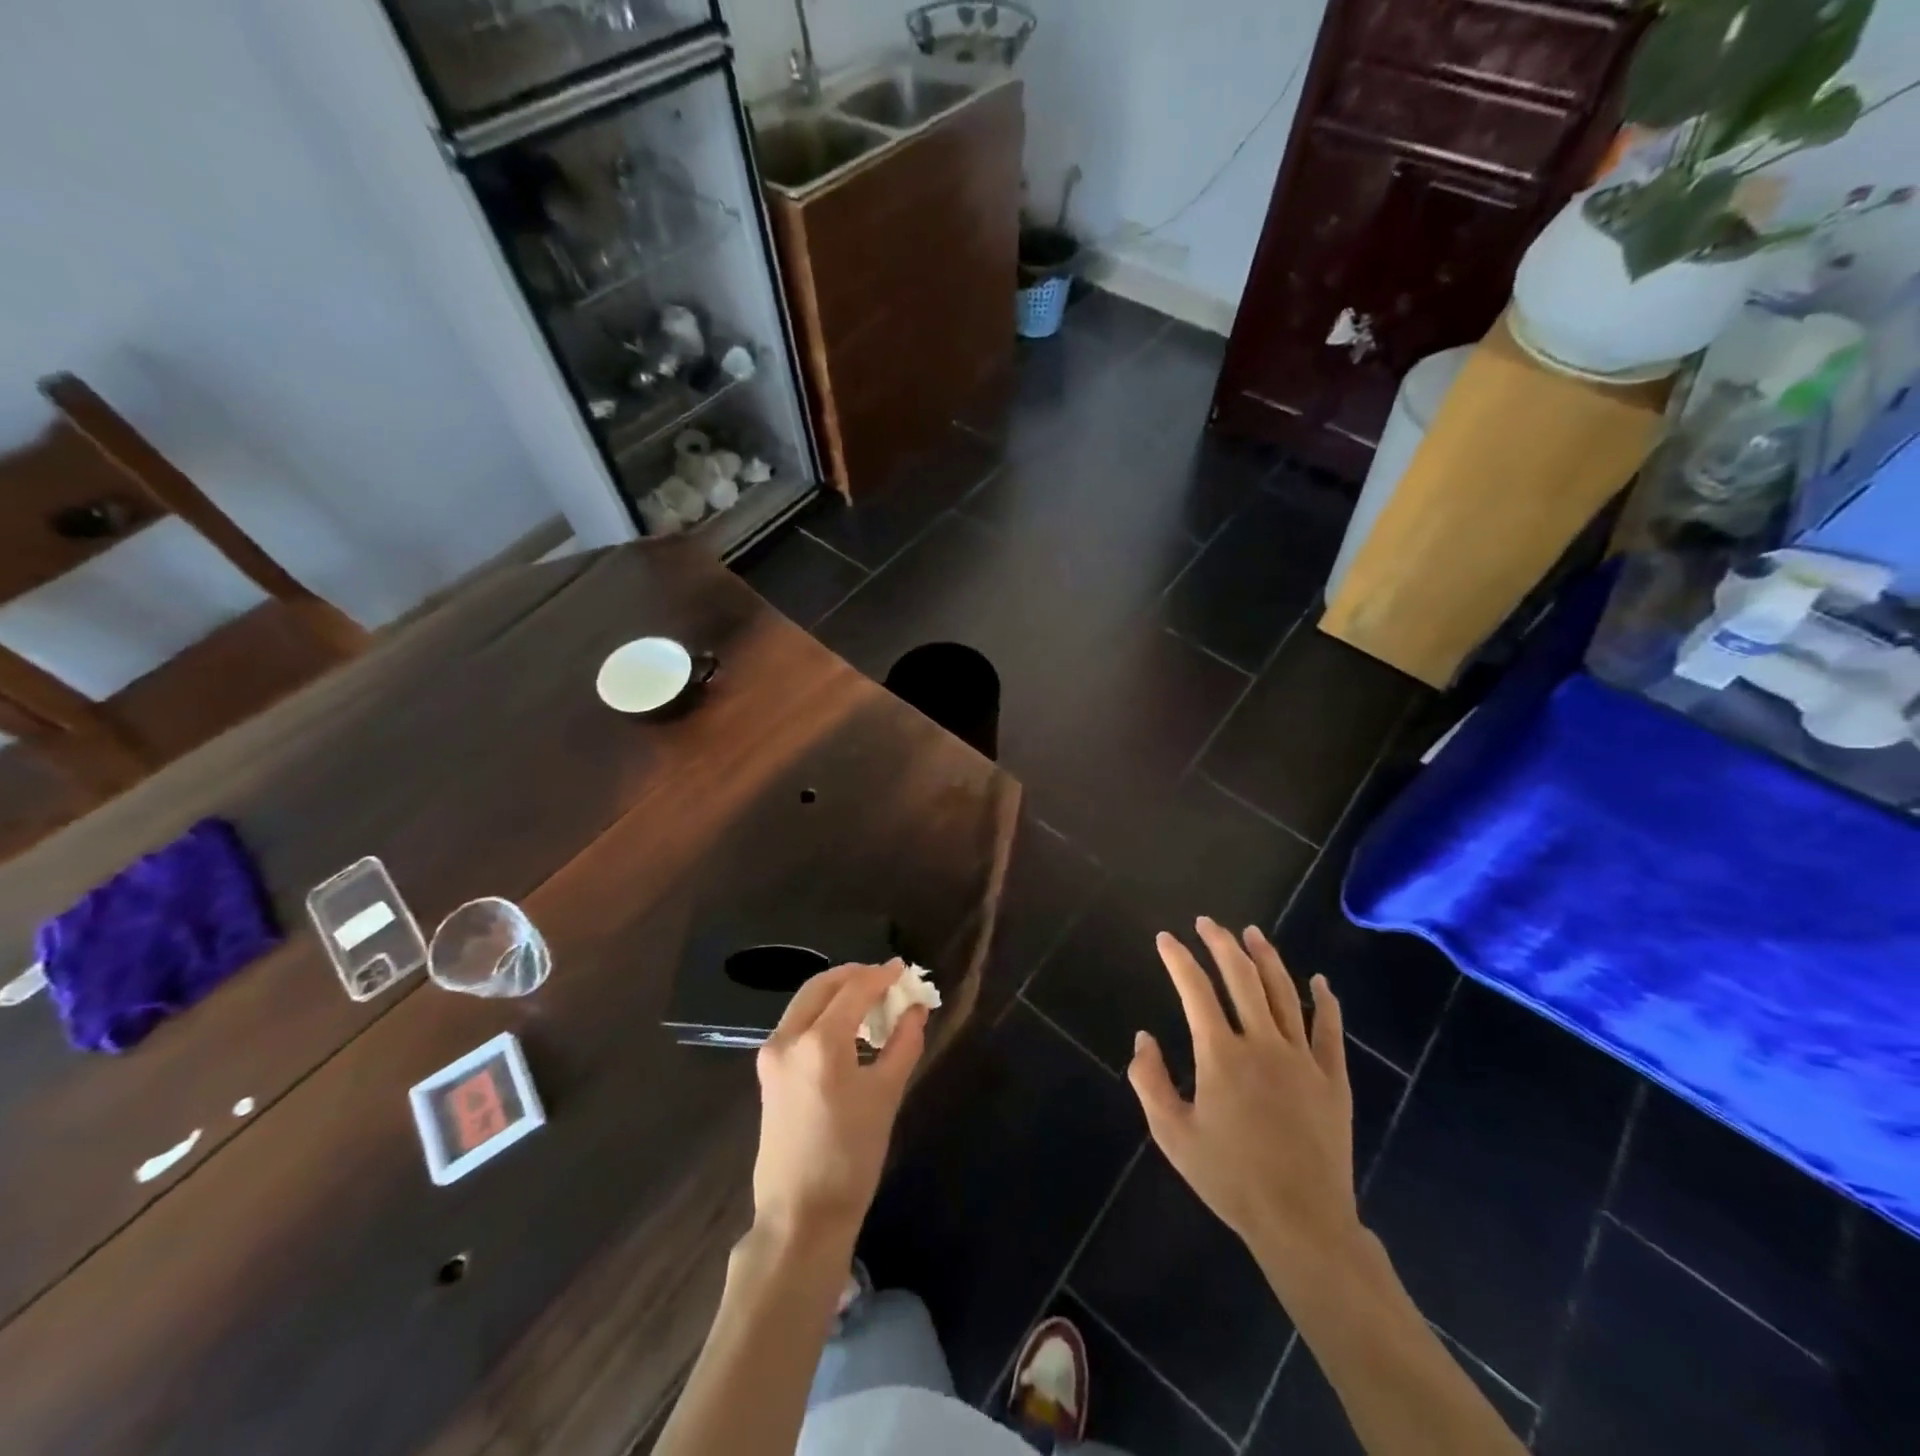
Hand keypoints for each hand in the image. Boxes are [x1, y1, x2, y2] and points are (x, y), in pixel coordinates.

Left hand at [750, 960, 926, 1255]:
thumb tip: (915, 1009)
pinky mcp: (767, 1071)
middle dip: (856, 976)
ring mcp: (771, 1054)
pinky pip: (798, 1023)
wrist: (800, 1216)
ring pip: (806, 1002)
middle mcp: (788, 1037)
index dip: (882, 975)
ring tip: (872, 1001)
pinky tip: (848, 1027)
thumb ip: (904, 1043)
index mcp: (819, 1041)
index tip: (904, 969)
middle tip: (886, 980)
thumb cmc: (850, 1157)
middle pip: (823, 985)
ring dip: (838, 992)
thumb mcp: (886, 1095)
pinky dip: (823, 1013)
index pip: (855, 989)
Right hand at [1128, 919, 1363, 1286]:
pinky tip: (1320, 982)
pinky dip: (1325, 1002)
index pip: (1194, 990)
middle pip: (1242, 978)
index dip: (1178, 959)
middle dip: (1221, 944)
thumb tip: (1143, 1038)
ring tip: (1252, 933)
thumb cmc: (1231, 1179)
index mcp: (1221, 1055)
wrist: (1302, 1223)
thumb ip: (1151, 1082)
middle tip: (1208, 923)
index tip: (1165, 939)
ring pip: (1284, 993)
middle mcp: (1263, 1044)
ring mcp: (1303, 1059)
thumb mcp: (1173, 1135)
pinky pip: (1330, 1031)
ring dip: (1267, 958)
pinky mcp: (1333, 1080)